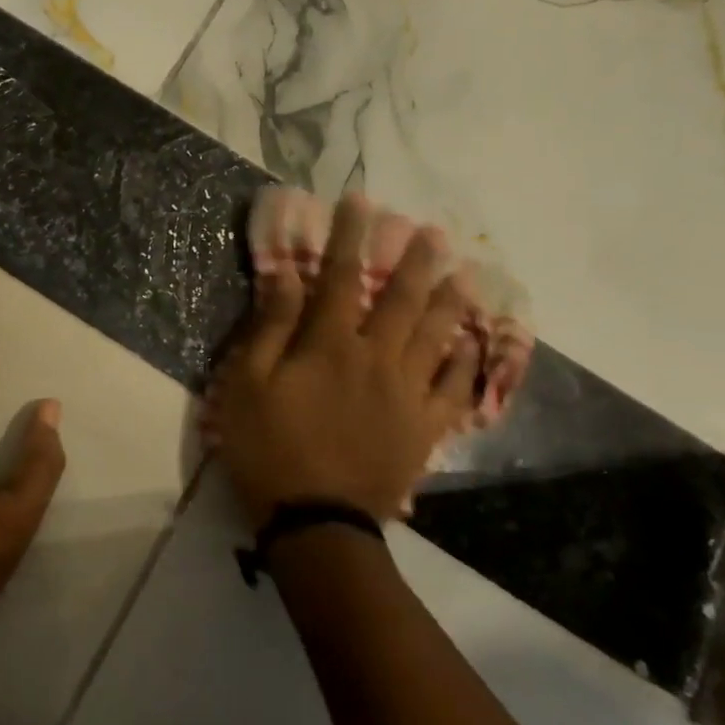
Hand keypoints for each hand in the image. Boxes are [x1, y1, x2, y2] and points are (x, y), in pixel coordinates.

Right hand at [212, 194, 482, 527]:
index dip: (351, 238)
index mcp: (330, 346)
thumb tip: (286, 275)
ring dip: (451, 302)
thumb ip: (270, 327)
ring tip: (466, 274)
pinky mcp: (424, 429)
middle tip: (434, 232)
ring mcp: (407, 394)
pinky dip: (468, 363)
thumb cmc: (269, 447)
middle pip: (402, 300)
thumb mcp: (247, 384)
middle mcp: (376, 359)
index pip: (342, 278)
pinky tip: (477, 343)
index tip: (360, 203)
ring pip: (437, 337)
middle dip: (416, 261)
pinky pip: (455, 389)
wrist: (315, 520)